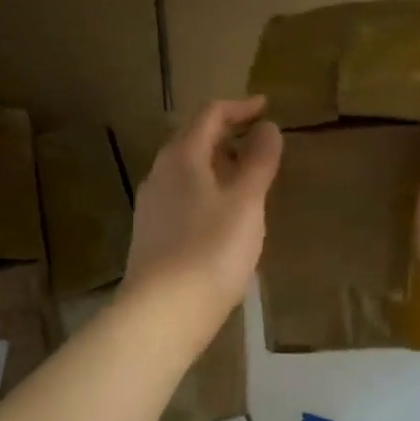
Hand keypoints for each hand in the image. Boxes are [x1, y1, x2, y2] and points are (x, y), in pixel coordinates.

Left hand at [123, 97, 282, 337]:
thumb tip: (268, 128)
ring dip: (218, 164)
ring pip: (187, 170)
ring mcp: (151, 205)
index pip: (209, 115)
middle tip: (260, 141)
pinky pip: (183, 196)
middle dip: (227, 134)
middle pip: (194, 139)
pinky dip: (207, 190)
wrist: (161, 313)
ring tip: (247, 177)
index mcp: (182, 157)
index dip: (239, 107)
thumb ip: (258, 161)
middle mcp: (160, 173)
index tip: (266, 107)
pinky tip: (224, 214)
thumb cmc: (211, 250)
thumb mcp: (246, 202)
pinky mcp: (152, 233)